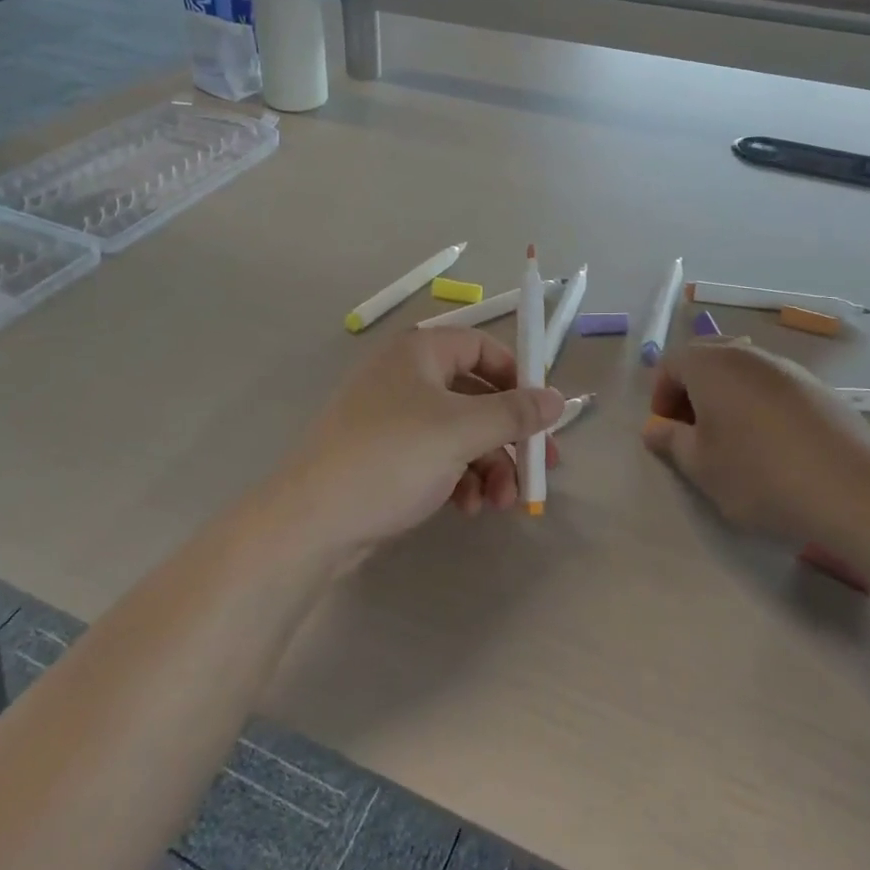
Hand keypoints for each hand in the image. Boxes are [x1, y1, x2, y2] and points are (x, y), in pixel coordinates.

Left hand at [263, 328, 563, 557]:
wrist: (311, 521)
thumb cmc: (391, 458)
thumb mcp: (460, 431)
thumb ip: (514, 413)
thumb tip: (558, 399)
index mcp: (419, 352)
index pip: (482, 348)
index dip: (517, 377)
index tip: (542, 413)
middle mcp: (406, 377)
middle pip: (476, 396)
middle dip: (508, 436)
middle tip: (540, 470)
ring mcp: (393, 418)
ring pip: (460, 432)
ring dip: (488, 466)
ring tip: (500, 504)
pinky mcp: (386, 457)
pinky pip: (437, 457)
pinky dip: (460, 479)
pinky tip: (467, 508)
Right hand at [641, 341, 869, 548]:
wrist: (853, 489)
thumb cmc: (759, 474)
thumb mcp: (700, 466)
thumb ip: (670, 441)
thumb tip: (655, 428)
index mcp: (711, 364)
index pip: (671, 364)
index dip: (661, 396)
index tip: (667, 432)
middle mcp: (748, 354)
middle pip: (707, 358)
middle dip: (693, 390)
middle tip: (694, 430)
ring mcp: (788, 368)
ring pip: (743, 371)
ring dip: (728, 396)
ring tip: (734, 440)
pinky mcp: (820, 388)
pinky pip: (775, 386)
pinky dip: (761, 405)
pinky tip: (774, 446)